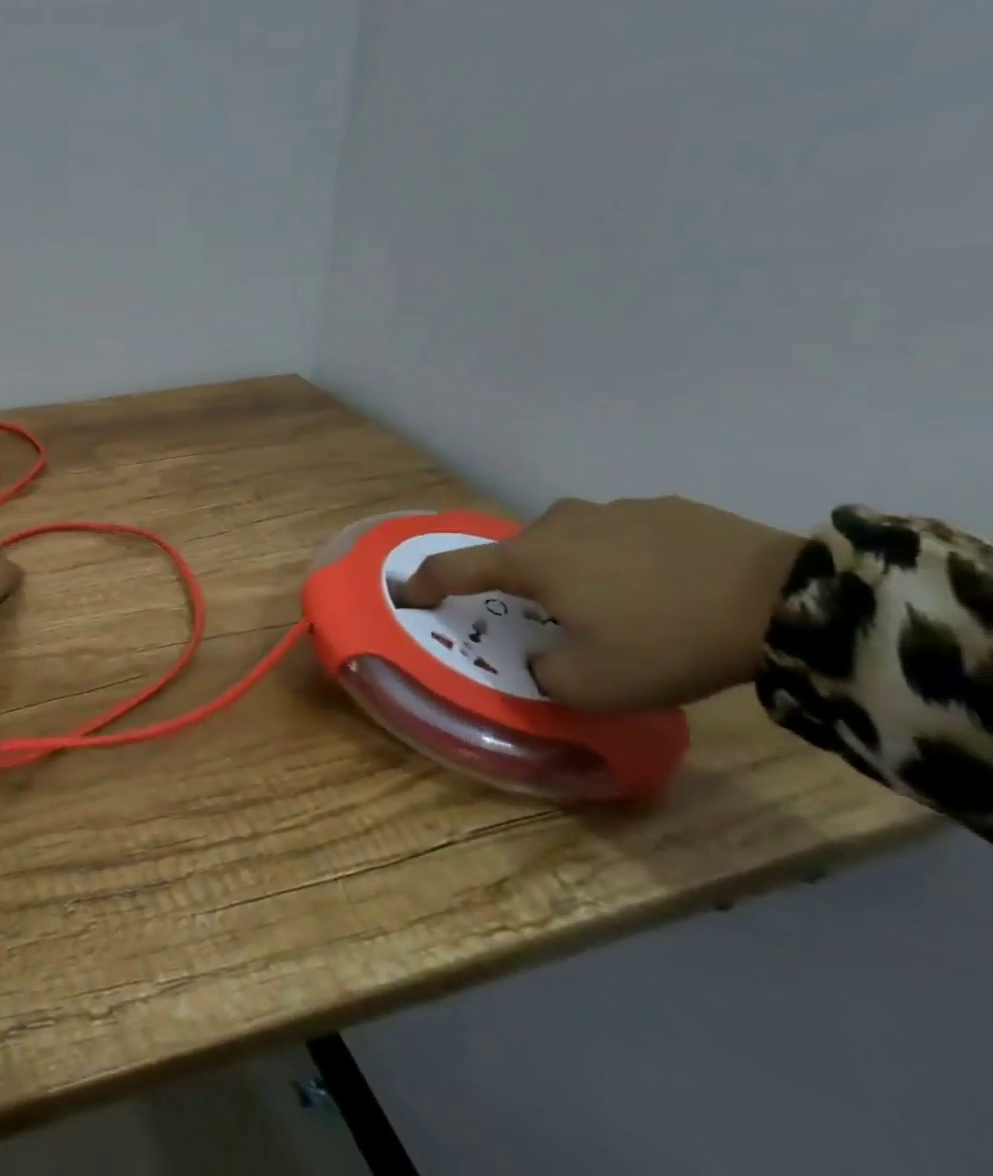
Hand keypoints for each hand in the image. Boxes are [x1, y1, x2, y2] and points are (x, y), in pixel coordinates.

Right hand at [397, 497, 804, 712]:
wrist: (786, 600)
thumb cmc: (666, 640)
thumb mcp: (593, 685)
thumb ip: (544, 672)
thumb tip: (542, 656)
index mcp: (530, 560)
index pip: (455, 569)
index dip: (424, 584)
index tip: (406, 595)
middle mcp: (558, 523)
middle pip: (517, 554)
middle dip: (519, 584)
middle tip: (546, 618)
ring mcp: (611, 509)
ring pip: (569, 542)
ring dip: (573, 569)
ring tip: (612, 603)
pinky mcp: (663, 508)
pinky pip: (619, 536)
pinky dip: (621, 559)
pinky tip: (659, 586)